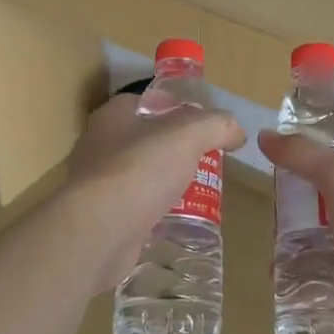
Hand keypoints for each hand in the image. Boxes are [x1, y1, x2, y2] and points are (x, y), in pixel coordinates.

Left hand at [64, 93, 245, 291]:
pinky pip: (135, 208)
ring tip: (198, 193)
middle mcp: (99, 145)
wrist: (99, 231)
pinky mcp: (101, 217)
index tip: (205, 126)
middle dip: (175, 150)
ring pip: (141, 175)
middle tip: (207, 162)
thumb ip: (216, 125)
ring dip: (165, 182)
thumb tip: (236, 130)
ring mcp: (97, 183)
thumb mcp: (188, 135)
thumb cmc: (140, 170)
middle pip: (146, 139)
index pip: (149, 102)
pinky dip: (154, 211)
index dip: (178, 109)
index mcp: (113, 115)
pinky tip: (176, 220)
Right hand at [256, 130, 333, 333]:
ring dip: (301, 243)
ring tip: (275, 256)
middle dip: (300, 208)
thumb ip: (303, 155)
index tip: (279, 173)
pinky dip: (310, 273)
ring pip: (330, 234)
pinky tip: (288, 281)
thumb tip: (266, 136)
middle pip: (331, 196)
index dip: (310, 159)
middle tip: (275, 221)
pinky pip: (333, 268)